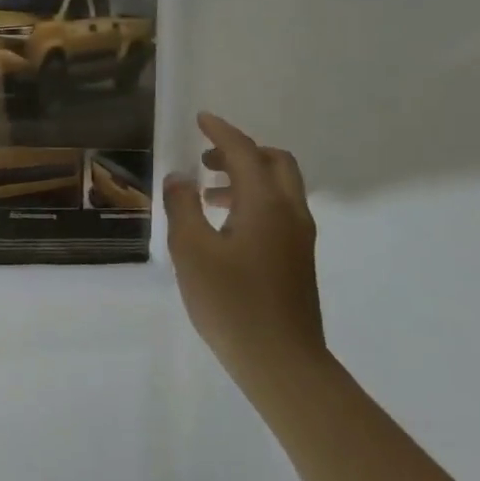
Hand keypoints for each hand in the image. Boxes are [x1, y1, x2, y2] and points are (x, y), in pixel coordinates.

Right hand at [162, 112, 326, 382]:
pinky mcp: (298, 259)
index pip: (245, 153)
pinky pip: (278, 211)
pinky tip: (224, 227)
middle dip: (241, 152)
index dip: (221, 132)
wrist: (281, 361)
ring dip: (246, 178)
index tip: (201, 119)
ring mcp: (299, 238)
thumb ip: (182, 207)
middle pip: (275, 163)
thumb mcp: (191, 251)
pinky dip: (253, 201)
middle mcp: (290, 213)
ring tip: (207, 194)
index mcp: (266, 204)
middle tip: (205, 160)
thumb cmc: (231, 302)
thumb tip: (180, 178)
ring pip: (279, 188)